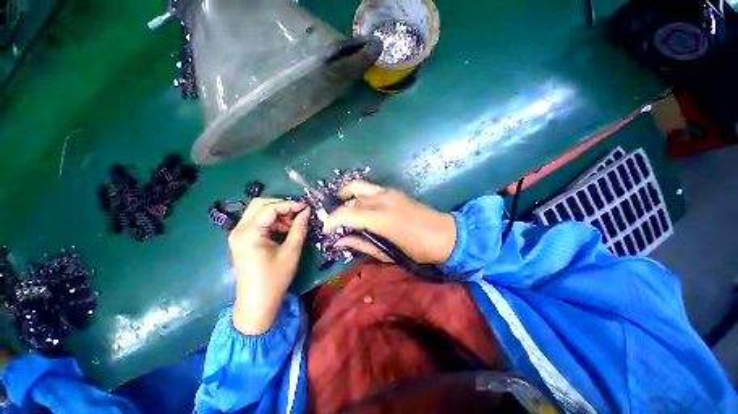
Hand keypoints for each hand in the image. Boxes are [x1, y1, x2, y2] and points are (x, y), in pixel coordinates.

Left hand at [228, 198, 310, 334]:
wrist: (257, 303)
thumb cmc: (275, 278)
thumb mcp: (291, 251)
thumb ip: (299, 228)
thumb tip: (306, 211)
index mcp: (249, 233)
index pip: (270, 208)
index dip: (290, 205)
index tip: (306, 207)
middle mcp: (239, 229)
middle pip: (260, 204)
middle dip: (281, 205)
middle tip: (298, 213)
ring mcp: (239, 234)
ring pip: (258, 212)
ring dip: (277, 214)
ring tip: (294, 223)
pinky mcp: (243, 240)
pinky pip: (258, 222)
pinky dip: (272, 222)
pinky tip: (285, 229)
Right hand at [323, 181, 455, 263]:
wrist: (446, 235)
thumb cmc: (418, 250)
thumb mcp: (387, 253)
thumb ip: (362, 244)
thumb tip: (341, 240)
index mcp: (379, 218)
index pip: (346, 212)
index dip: (332, 220)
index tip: (326, 229)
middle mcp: (381, 200)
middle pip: (351, 197)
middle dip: (339, 207)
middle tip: (336, 220)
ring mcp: (389, 192)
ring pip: (359, 186)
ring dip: (347, 195)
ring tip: (344, 207)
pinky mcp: (395, 191)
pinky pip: (371, 188)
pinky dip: (360, 194)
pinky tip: (362, 206)